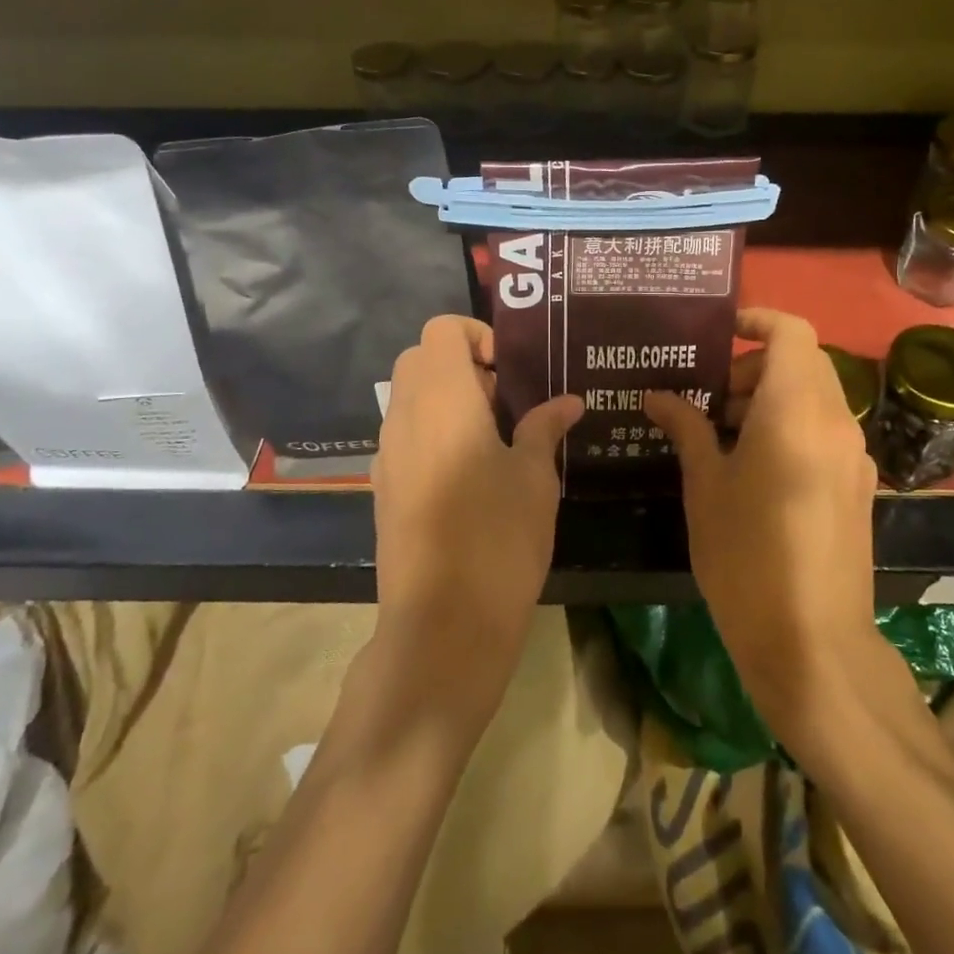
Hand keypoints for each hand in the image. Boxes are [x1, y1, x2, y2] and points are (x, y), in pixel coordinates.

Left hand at [371, 315, 582, 717]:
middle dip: (461, 364)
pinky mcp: (384, 488)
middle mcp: (405, 416)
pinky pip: (405, 436)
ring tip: (493, 438)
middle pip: (420, 359)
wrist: (443, 623)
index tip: (508, 369)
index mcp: (442, 399)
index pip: (441, 330)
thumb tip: (568, 401)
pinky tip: (469, 474)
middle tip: (505, 401)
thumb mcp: (533, 477)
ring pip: (409, 398)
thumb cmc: (497, 537)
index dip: (476, 334)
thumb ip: (544, 428)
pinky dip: (433, 432)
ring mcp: (387, 454)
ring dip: (447, 399)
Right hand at [644, 308, 880, 739]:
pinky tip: (755, 469)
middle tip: (708, 398)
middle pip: (801, 362)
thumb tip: (657, 395)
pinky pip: (824, 431)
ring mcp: (854, 455)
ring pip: (814, 397)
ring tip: (722, 436)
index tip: (718, 334)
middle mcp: (835, 420)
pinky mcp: (858, 485)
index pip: (791, 332)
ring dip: (770, 398)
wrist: (812, 643)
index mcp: (796, 409)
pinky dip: (791, 426)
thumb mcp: (705, 486)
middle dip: (753, 367)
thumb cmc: (746, 556)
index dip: (756, 320)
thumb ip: (687, 428)